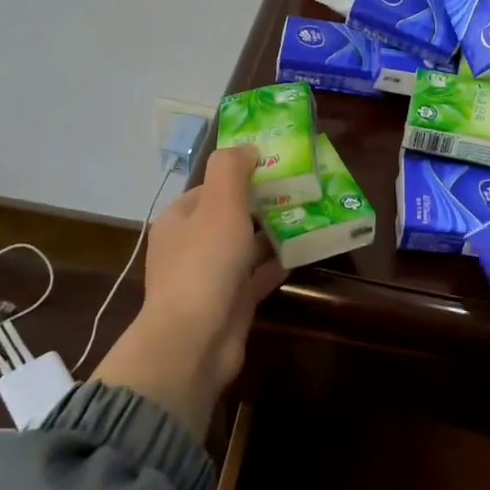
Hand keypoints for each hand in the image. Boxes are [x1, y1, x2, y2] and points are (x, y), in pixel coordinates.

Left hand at [92, 145, 287, 437]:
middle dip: (263, 203)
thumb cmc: (205, 264)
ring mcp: (210, 277)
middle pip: (231, 215)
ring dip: (273, 232)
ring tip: (309, 216)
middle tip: (301, 191)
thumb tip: (248, 148)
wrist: (194, 341)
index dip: (242, 174)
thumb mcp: (219, 204)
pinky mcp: (230, 302)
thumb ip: (231, 169)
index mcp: (180, 218)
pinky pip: (257, 275)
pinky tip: (302, 252)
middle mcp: (191, 245)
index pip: (212, 187)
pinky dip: (277, 263)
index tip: (277, 167)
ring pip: (246, 246)